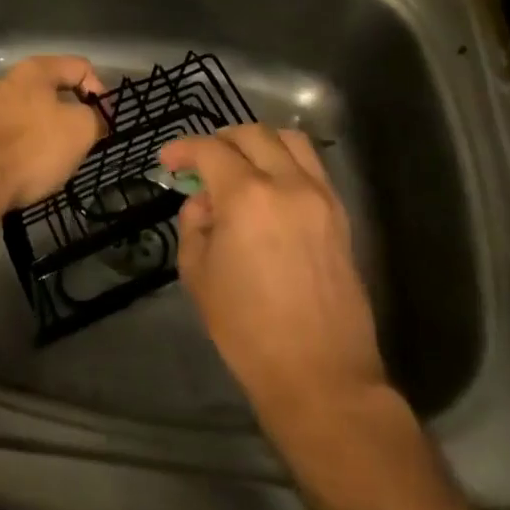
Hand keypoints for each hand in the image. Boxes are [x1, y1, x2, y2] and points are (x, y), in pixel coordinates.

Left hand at [0, 55, 107, 215]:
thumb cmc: (31, 149)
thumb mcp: (80, 131)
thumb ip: (95, 117)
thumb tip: (95, 117)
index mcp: (34, 70)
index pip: (80, 67)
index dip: (99, 91)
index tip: (103, 122)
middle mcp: (5, 80)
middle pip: (50, 90)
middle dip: (69, 114)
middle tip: (81, 142)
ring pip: (26, 114)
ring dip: (43, 132)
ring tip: (52, 161)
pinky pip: (5, 135)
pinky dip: (19, 148)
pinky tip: (23, 171)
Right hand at [163, 125, 385, 423]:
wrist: (320, 376)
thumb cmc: (248, 330)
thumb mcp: (198, 274)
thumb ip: (194, 224)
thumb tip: (204, 202)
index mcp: (247, 196)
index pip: (210, 150)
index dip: (184, 149)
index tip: (168, 160)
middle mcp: (287, 183)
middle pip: (252, 134)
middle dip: (220, 140)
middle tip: (201, 162)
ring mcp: (320, 196)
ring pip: (290, 140)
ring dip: (258, 142)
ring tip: (240, 164)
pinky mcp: (340, 215)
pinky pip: (312, 167)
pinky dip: (286, 161)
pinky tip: (270, 186)